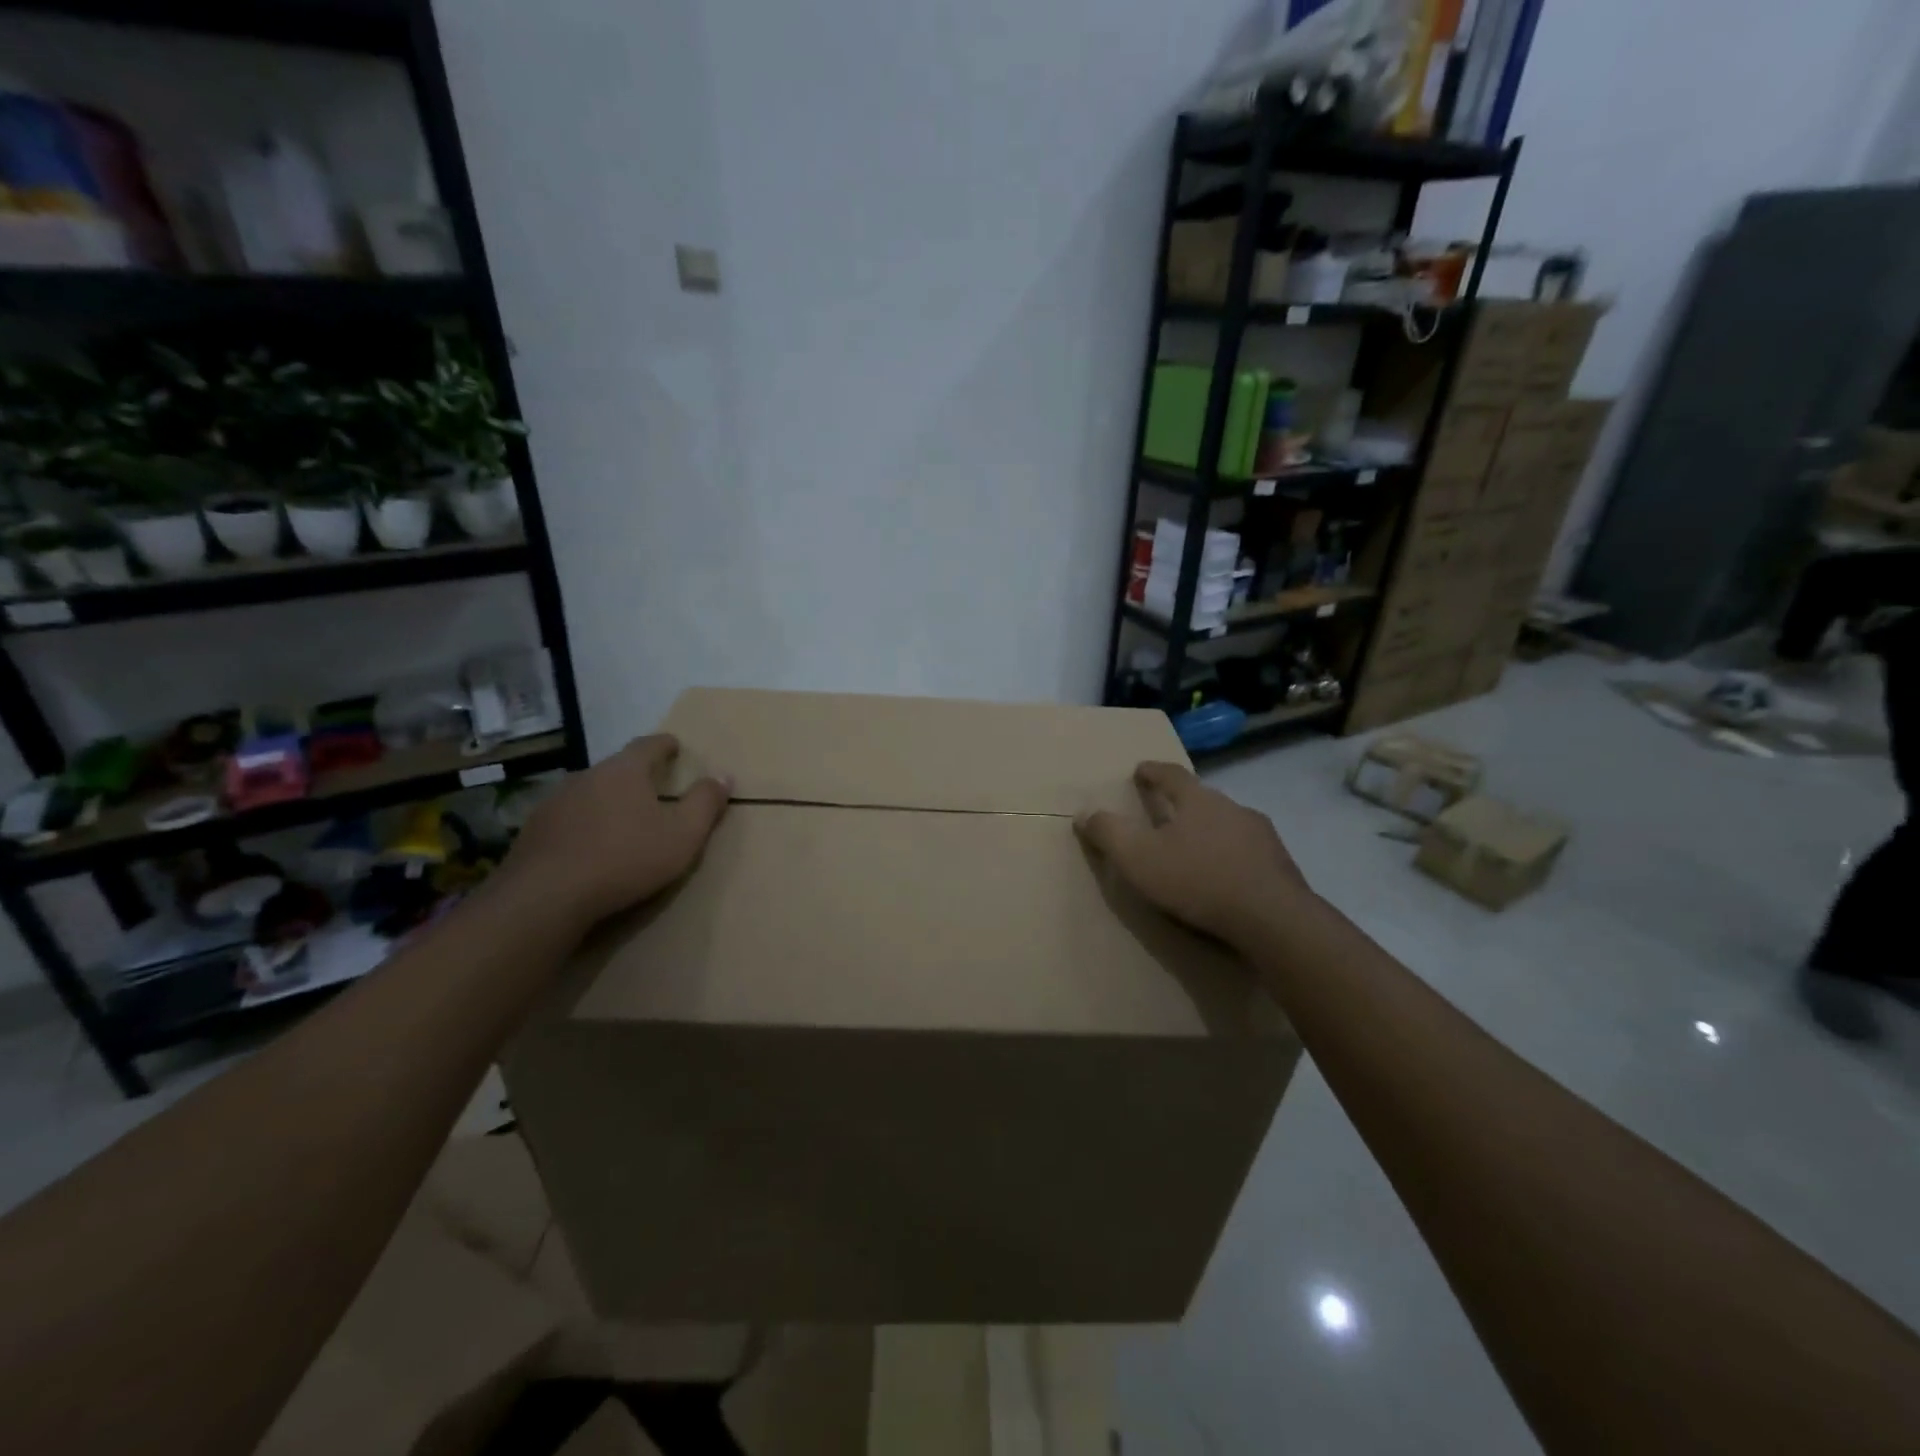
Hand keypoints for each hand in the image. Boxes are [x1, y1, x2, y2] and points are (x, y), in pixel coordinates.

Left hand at [501, 734, 730, 925]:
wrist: (546, 896)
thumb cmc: (626, 858)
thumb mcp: (683, 834)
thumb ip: (705, 803)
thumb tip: (723, 776)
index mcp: (625, 771)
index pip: (648, 744)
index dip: (665, 745)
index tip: (675, 747)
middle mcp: (587, 776)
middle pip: (617, 767)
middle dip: (636, 775)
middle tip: (653, 789)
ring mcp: (554, 802)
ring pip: (589, 792)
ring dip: (607, 801)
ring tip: (621, 820)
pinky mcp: (533, 830)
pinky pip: (567, 818)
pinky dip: (583, 825)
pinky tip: (588, 847)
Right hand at [1076, 761, 1312, 947]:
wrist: (1273, 919)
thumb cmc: (1197, 880)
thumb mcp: (1138, 858)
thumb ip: (1109, 833)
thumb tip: (1084, 813)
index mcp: (1198, 800)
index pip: (1171, 775)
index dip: (1153, 771)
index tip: (1141, 769)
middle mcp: (1233, 808)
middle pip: (1203, 799)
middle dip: (1183, 805)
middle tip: (1166, 815)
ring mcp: (1263, 836)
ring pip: (1228, 826)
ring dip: (1211, 833)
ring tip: (1196, 851)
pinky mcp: (1281, 866)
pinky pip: (1249, 854)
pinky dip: (1232, 860)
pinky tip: (1226, 879)